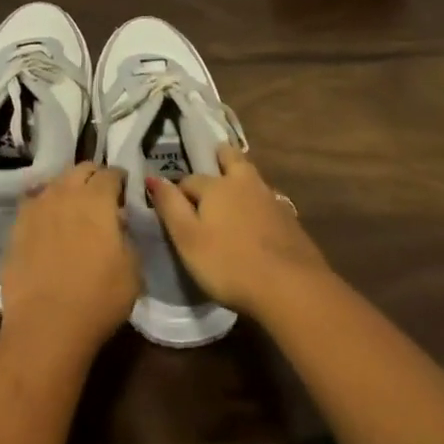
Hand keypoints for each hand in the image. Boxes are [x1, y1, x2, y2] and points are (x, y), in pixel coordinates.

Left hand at [0, 162, 140, 359]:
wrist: (46, 326)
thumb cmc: (98, 298)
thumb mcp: (133, 269)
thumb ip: (127, 236)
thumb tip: (117, 222)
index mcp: (97, 198)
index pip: (111, 173)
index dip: (120, 179)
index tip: (124, 189)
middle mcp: (65, 193)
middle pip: (81, 169)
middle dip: (94, 177)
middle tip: (101, 195)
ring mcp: (36, 208)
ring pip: (55, 183)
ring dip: (68, 189)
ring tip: (73, 207)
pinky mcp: (16, 227)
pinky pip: (33, 204)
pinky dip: (44, 206)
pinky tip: (48, 222)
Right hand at [146, 146, 332, 318]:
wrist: (290, 286)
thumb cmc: (229, 264)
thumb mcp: (187, 239)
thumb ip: (170, 206)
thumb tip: (152, 177)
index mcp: (216, 186)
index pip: (190, 180)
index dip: (179, 191)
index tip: (174, 205)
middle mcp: (244, 183)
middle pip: (230, 158)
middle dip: (219, 157)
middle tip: (212, 161)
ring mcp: (270, 199)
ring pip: (251, 177)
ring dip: (241, 176)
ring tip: (233, 188)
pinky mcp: (289, 219)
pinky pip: (267, 199)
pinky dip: (258, 201)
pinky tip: (257, 216)